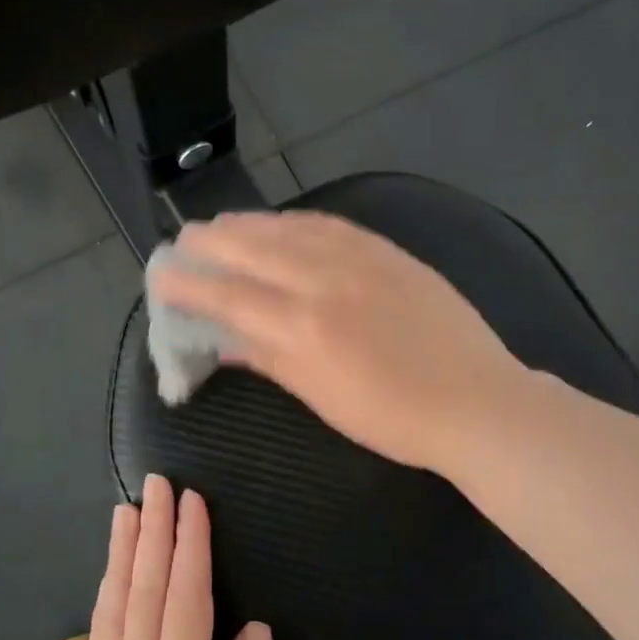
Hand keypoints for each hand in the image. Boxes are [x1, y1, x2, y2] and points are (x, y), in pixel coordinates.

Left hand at [79, 475, 275, 639]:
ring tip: (125, 512)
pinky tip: (110, 580)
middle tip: (155, 484)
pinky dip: (106, 596)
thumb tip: (255, 630)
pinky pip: (99, 638)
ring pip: (114, 609)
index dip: (189, 546)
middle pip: (145, 592)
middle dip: (153, 533)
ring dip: (123, 555)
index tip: (191, 501)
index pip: (185, 601)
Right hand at [154, 211, 525, 473]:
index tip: (162, 275)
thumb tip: (224, 341)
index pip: (230, 295)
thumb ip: (270, 360)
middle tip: (183, 240)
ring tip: (221, 224)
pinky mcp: (390, 252)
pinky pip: (332, 224)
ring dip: (248, 224)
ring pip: (290, 229)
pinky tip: (283, 222)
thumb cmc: (394, 419)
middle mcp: (325, 280)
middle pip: (253, 250)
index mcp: (304, 326)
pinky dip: (297, 220)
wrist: (476, 401)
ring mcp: (361, 259)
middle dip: (211, 242)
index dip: (190, 284)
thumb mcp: (322, 398)